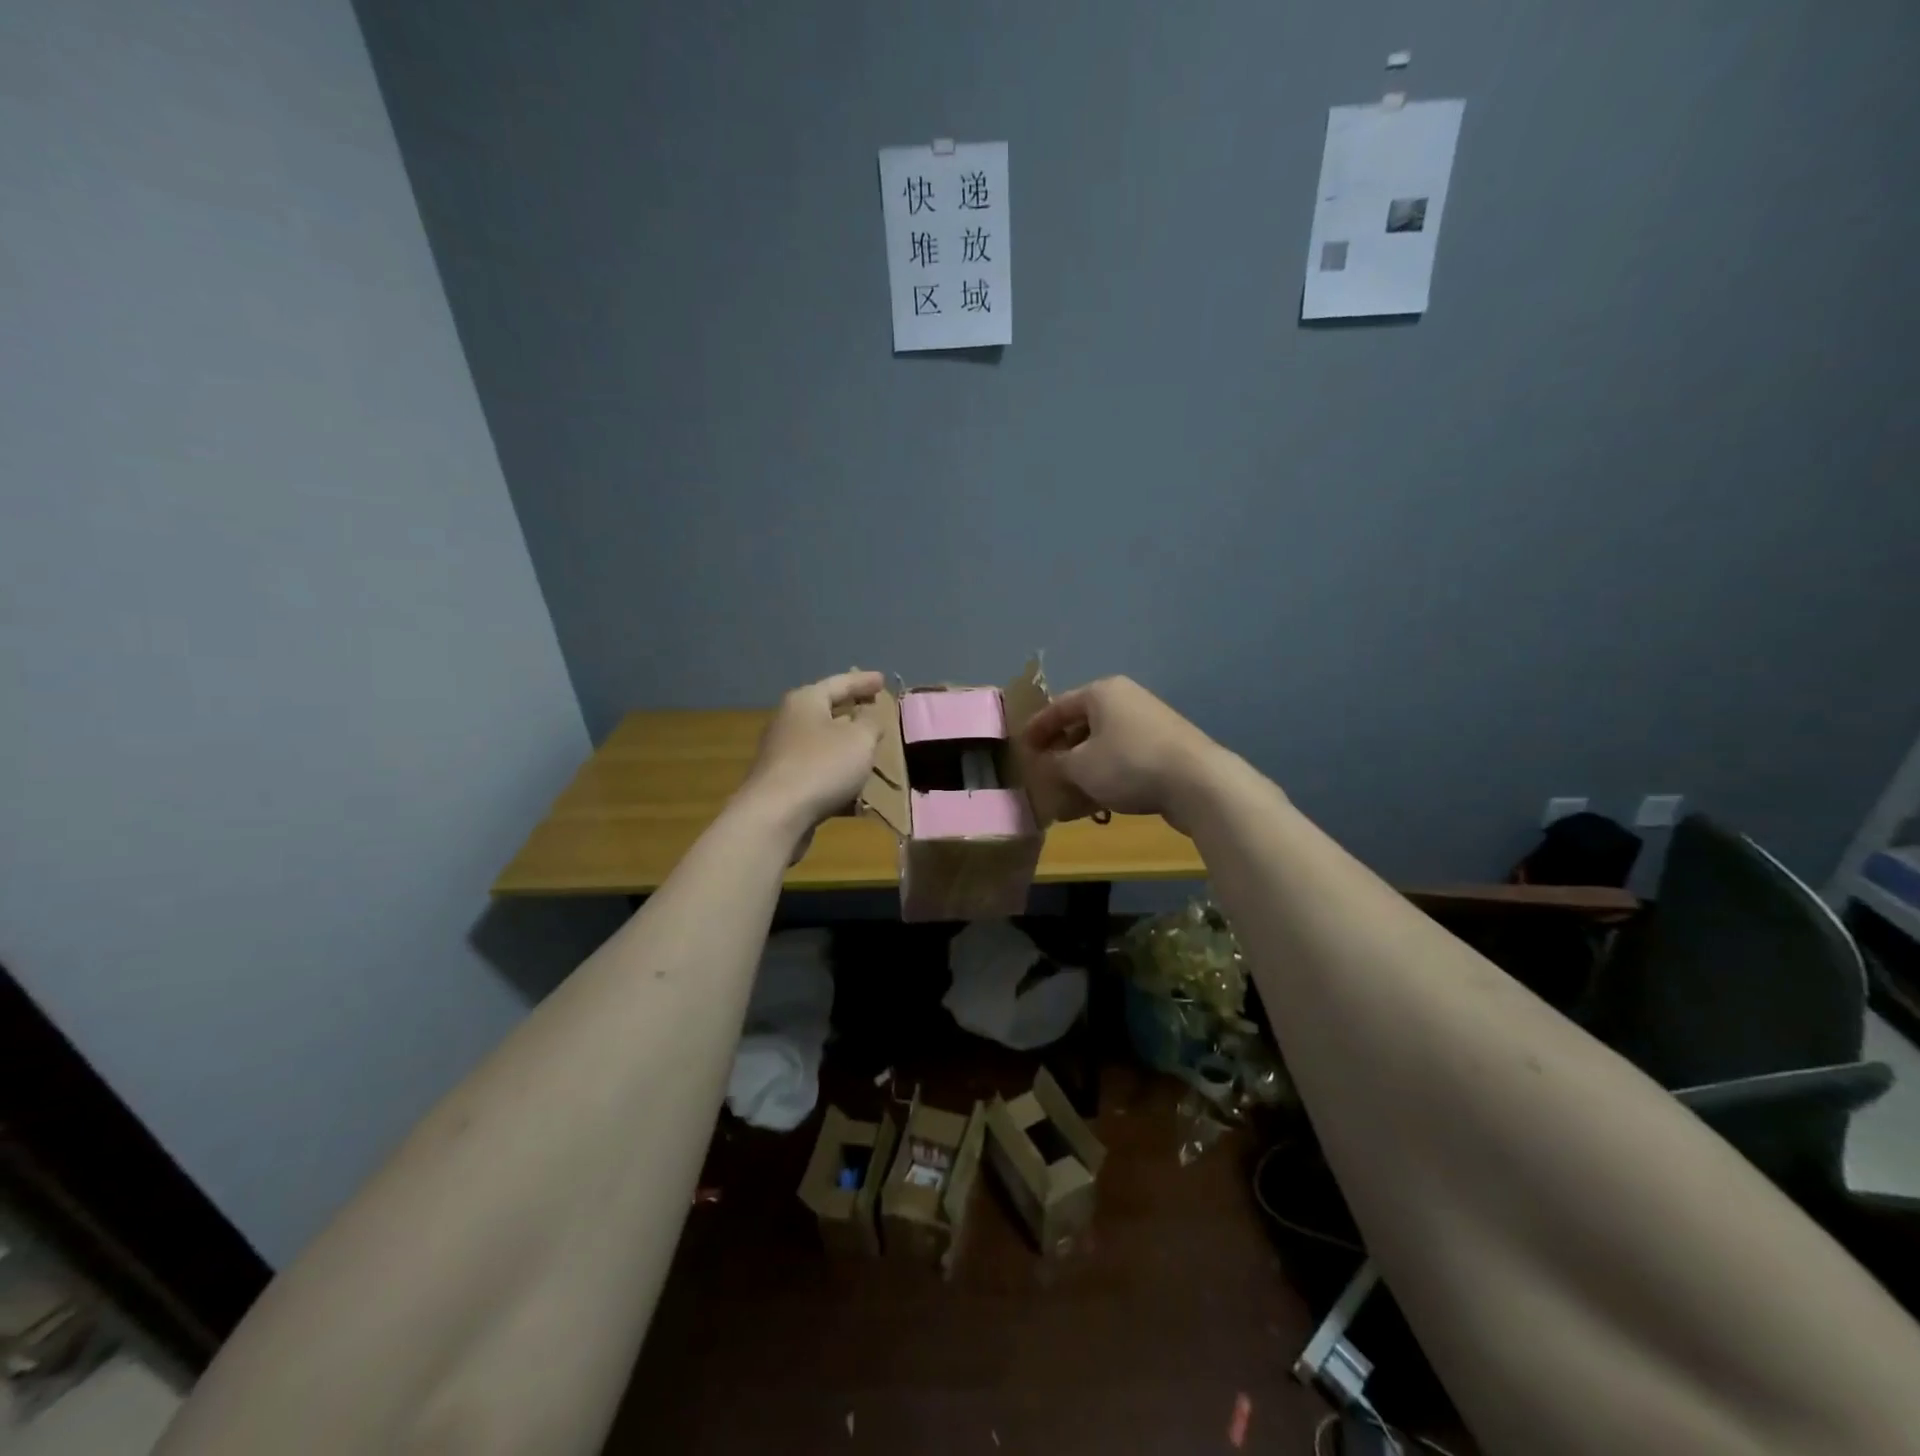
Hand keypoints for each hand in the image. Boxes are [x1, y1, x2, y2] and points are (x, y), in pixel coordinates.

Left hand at [738, 670, 885, 841]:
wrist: (775, 816)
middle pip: (826, 712)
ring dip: (845, 748)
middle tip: (874, 711)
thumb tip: (868, 717)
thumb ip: (870, 723)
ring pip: (822, 744)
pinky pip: (817, 773)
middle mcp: (789, 722)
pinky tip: (855, 791)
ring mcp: (782, 754)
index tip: (883, 680)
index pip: (840, 683)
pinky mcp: (782, 784)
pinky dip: (837, 776)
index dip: (863, 681)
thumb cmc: (822, 765)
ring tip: (869, 751)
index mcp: (805, 701)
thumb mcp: (860, 739)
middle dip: (852, 713)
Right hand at [1021, 677, 1221, 828]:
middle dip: (1062, 749)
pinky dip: (1108, 773)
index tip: (1021, 748)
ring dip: (1084, 766)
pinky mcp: (1166, 746)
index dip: (1037, 729)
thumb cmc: (1128, 764)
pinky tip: (1099, 799)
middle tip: (1044, 769)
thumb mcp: (1080, 767)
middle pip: (1083, 723)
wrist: (1197, 782)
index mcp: (1102, 692)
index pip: (1058, 707)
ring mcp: (1150, 722)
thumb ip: (1056, 764)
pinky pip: (1125, 756)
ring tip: (1068, 790)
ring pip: (1104, 743)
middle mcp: (1126, 699)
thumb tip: (1048, 763)